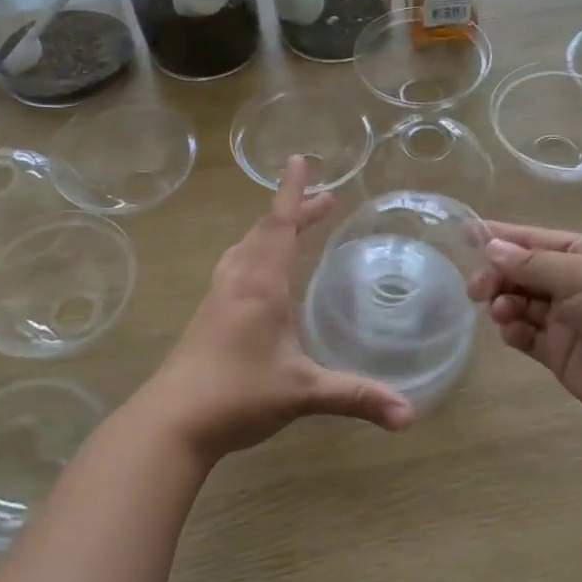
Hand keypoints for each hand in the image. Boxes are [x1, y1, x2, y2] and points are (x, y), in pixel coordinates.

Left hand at [145, 157, 415, 464]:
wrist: (171, 422)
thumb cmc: (237, 396)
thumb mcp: (302, 392)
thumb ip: (356, 396)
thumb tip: (410, 415)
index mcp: (260, 286)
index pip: (279, 226)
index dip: (292, 193)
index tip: (300, 159)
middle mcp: (237, 283)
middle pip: (264, 232)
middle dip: (294, 211)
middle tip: (326, 200)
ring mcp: (217, 299)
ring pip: (245, 249)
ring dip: (271, 231)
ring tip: (293, 228)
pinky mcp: (207, 318)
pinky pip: (235, 268)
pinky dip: (255, 254)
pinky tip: (260, 275)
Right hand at [466, 222, 581, 431]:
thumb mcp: (581, 275)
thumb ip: (531, 264)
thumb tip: (491, 247)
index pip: (532, 239)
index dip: (500, 236)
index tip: (464, 234)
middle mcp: (572, 282)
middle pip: (520, 272)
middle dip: (496, 275)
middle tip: (477, 289)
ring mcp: (566, 319)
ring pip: (519, 303)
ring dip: (503, 303)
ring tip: (502, 312)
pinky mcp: (559, 353)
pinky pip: (526, 335)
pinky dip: (513, 331)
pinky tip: (513, 333)